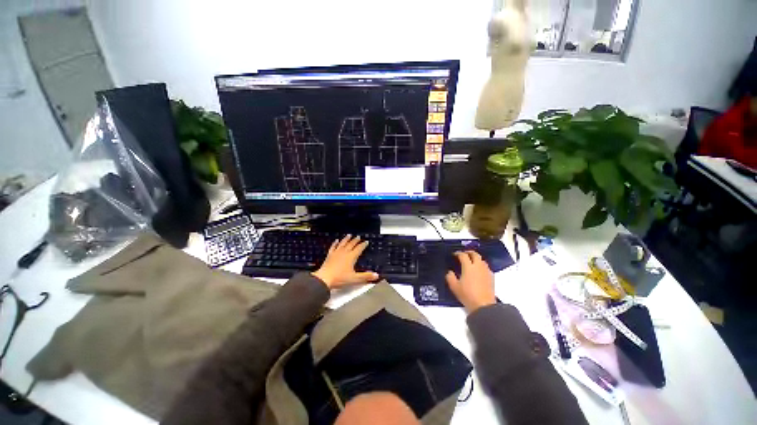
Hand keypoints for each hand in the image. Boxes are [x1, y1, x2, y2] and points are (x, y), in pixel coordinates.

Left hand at [312, 235, 378, 288]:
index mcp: (351, 257)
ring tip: (349, 235)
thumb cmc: (340, 278)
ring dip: (346, 239)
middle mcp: (344, 253)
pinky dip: (335, 243)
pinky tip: (336, 240)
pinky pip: (333, 247)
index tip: (366, 241)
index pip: (359, 249)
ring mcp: (336, 253)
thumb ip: (366, 276)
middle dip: (355, 240)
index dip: (363, 245)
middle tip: (358, 236)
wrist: (324, 279)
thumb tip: (376, 275)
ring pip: (342, 243)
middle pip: (351, 244)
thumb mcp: (355, 279)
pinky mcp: (329, 255)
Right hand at [446, 251, 495, 313]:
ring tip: (471, 262)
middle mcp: (478, 266)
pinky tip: (479, 271)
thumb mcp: (454, 287)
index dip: (458, 253)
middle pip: (475, 254)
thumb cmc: (468, 295)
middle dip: (469, 252)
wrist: (484, 306)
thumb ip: (450, 277)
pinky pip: (486, 267)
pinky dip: (481, 266)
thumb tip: (450, 272)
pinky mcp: (491, 277)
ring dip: (476, 258)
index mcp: (468, 267)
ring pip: (482, 260)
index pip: (463, 255)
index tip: (454, 254)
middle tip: (464, 254)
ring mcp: (486, 271)